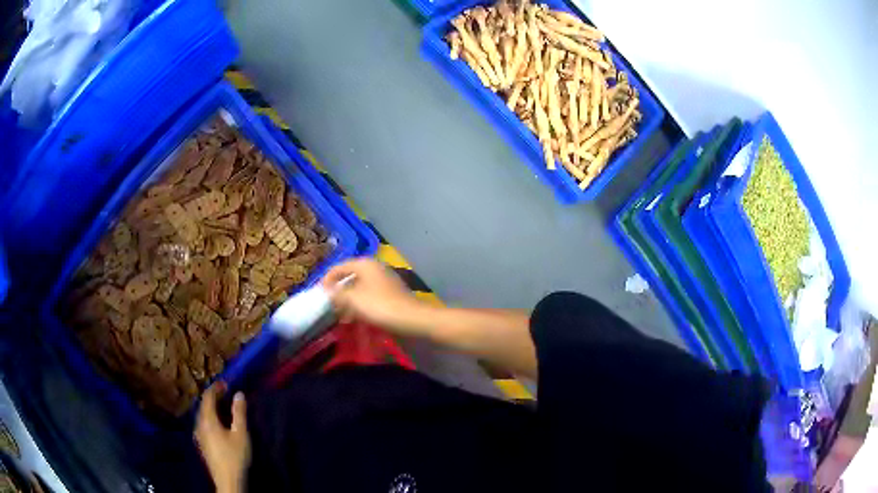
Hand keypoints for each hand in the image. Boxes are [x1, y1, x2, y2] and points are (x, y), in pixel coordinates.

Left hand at [195, 382, 250, 492]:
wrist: (227, 480)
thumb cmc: (235, 456)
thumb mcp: (241, 434)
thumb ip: (239, 413)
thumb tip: (239, 394)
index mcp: (207, 419)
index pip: (207, 397)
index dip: (216, 388)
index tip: (226, 383)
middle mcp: (199, 424)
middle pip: (203, 405)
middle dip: (213, 397)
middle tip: (226, 394)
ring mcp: (198, 434)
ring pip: (203, 415)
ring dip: (212, 408)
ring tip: (224, 408)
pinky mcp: (201, 443)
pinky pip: (203, 423)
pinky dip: (210, 418)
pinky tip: (219, 424)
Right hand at [322, 258, 428, 335]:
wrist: (412, 319)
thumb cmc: (380, 306)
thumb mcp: (353, 300)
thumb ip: (336, 294)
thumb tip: (327, 291)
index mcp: (364, 264)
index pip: (339, 267)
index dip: (327, 280)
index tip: (319, 295)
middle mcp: (374, 267)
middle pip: (349, 277)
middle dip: (338, 291)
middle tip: (329, 306)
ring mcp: (384, 279)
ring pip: (360, 287)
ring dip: (349, 300)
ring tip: (341, 315)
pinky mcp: (391, 292)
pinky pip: (369, 295)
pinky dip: (360, 304)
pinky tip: (356, 317)